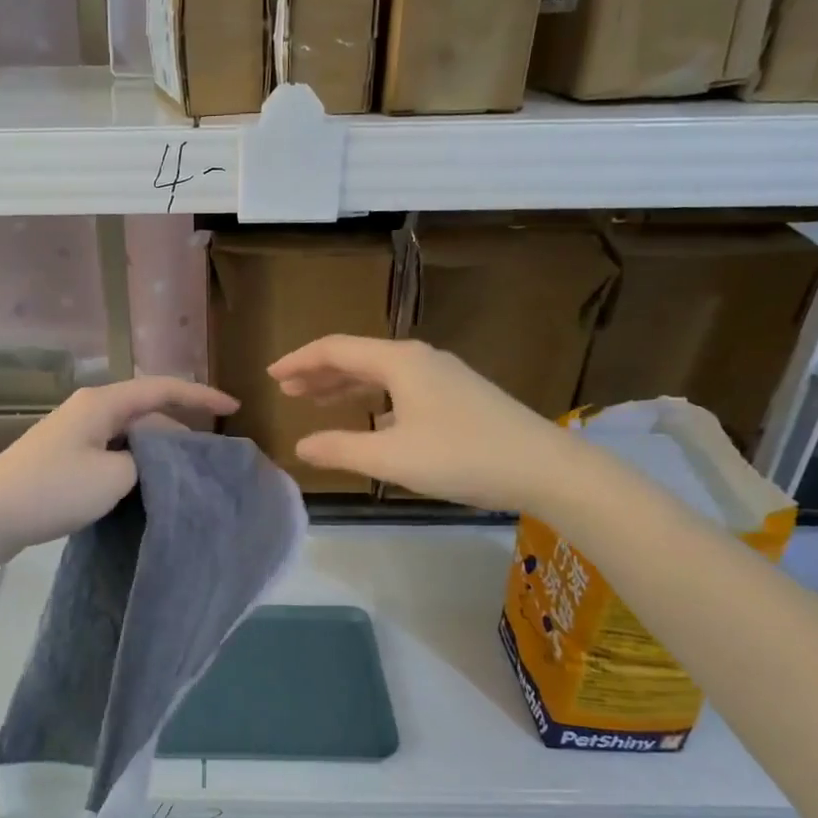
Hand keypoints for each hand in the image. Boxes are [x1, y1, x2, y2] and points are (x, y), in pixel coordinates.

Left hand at [0, 376, 238, 566]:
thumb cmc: (53, 490)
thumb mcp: (114, 477)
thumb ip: (146, 462)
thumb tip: (152, 460)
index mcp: (103, 402)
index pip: (163, 388)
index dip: (201, 395)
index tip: (234, 407)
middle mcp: (88, 409)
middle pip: (146, 409)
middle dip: (181, 426)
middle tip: (209, 454)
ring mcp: (72, 432)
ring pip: (128, 433)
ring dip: (156, 448)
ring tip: (183, 473)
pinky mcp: (62, 457)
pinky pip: (110, 450)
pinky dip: (133, 462)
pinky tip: (144, 484)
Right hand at [268, 336, 578, 512]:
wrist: (545, 467)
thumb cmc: (463, 457)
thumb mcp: (392, 458)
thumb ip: (341, 449)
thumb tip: (300, 446)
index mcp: (400, 362)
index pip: (336, 350)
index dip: (300, 361)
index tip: (272, 376)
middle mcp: (420, 359)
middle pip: (358, 357)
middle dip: (320, 372)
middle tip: (289, 391)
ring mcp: (444, 376)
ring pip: (382, 373)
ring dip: (346, 386)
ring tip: (318, 402)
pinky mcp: (460, 396)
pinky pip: (402, 388)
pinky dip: (374, 399)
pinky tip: (371, 421)